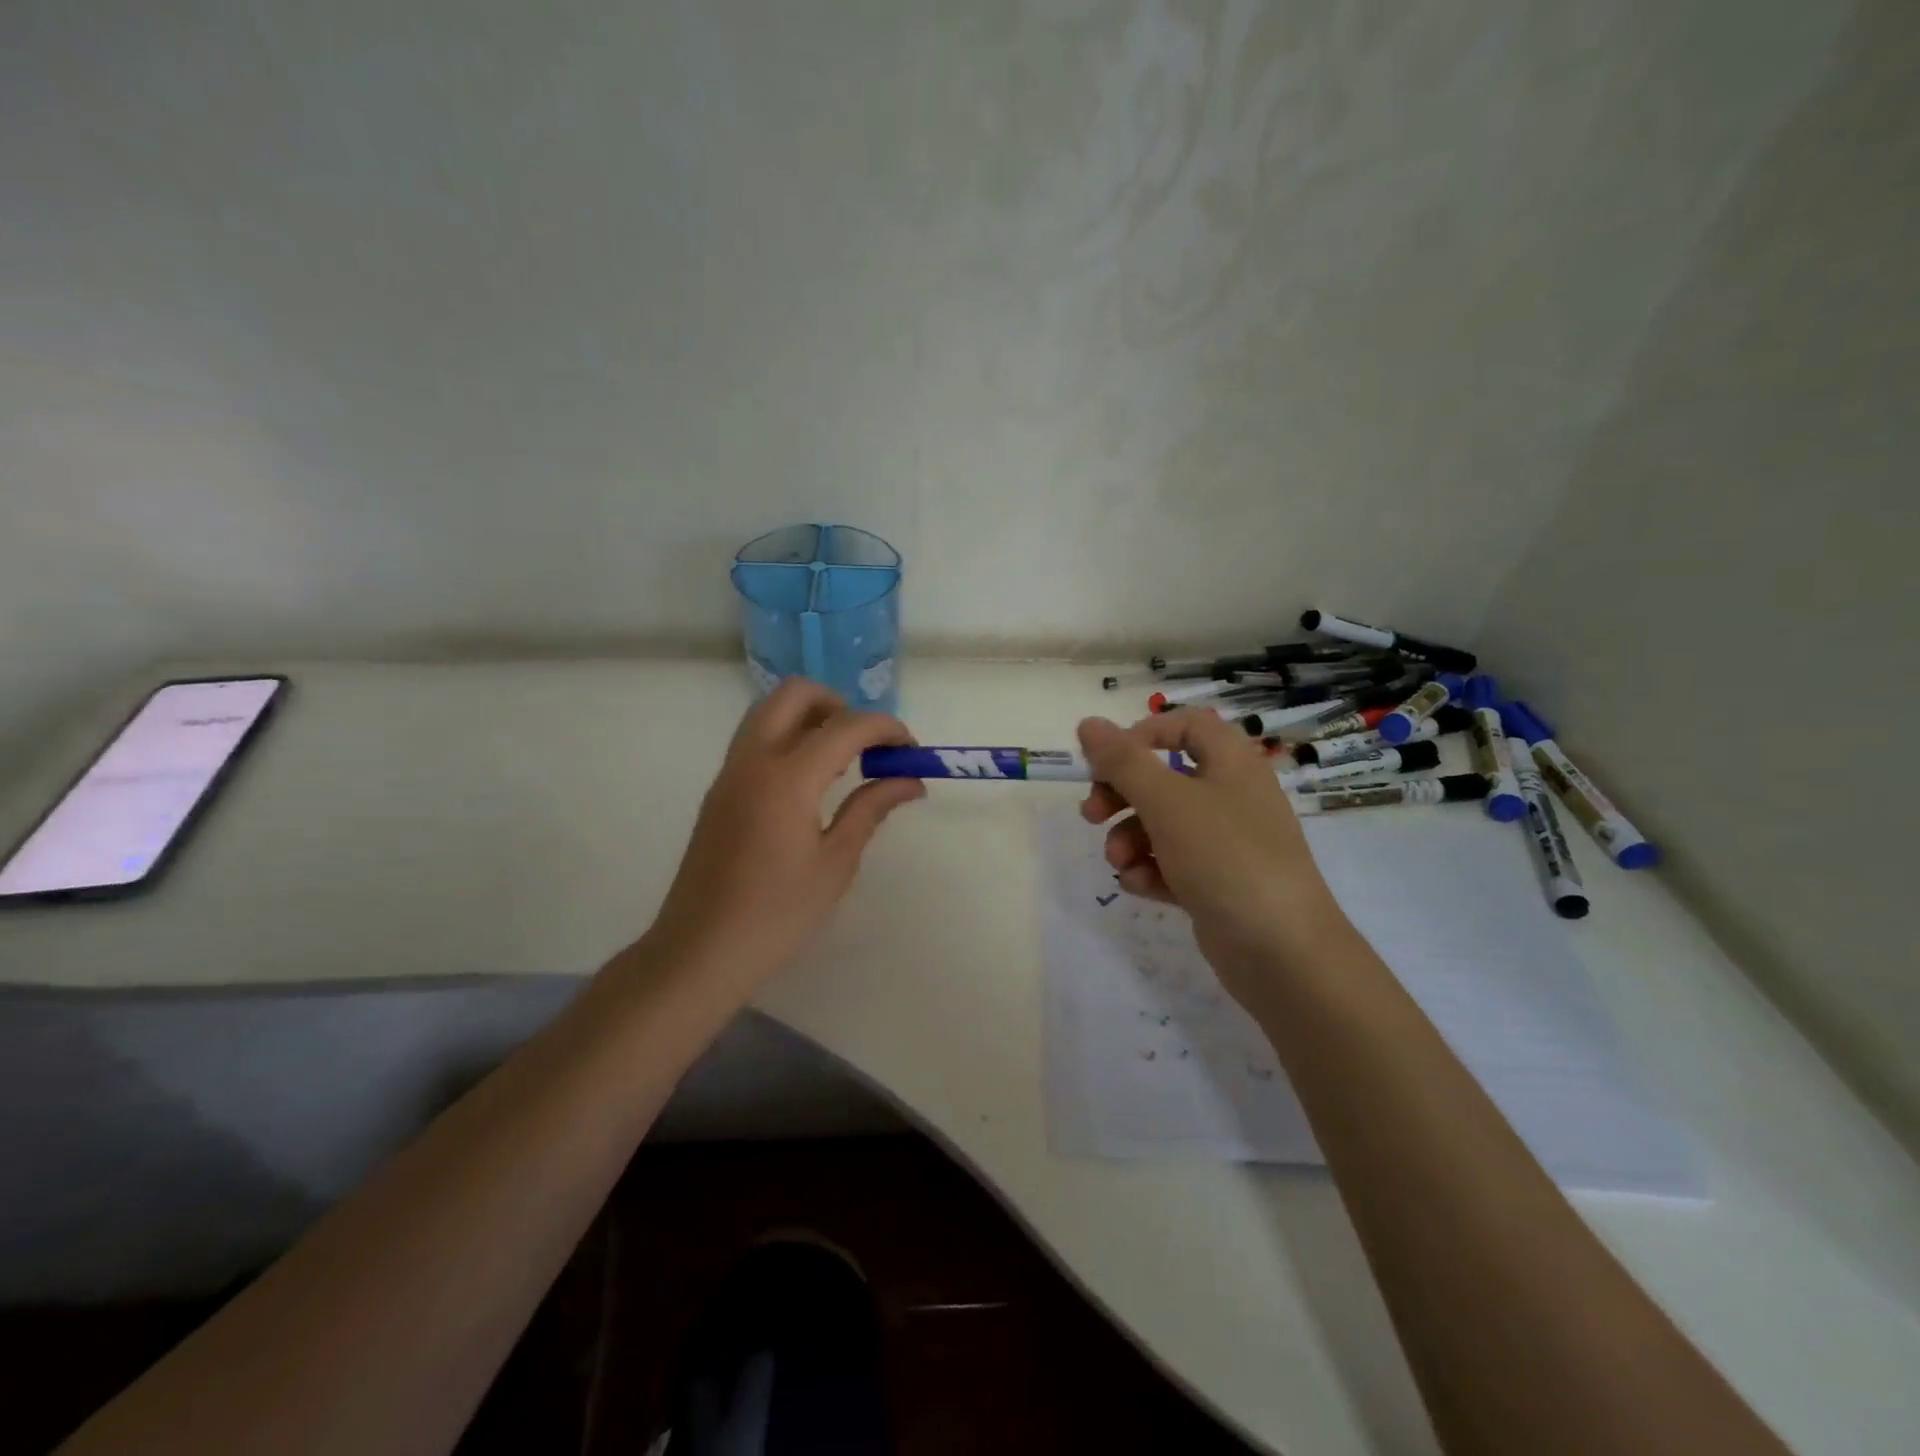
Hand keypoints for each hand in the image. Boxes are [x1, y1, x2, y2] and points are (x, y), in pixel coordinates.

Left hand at [643, 679, 925, 993]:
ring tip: (844, 764)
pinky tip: (812, 784)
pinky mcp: (720, 790)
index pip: (846, 726)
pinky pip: (757, 740)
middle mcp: (753, 760)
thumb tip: (909, 781)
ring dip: (812, 718)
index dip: (886, 728)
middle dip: (840, 705)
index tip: (910, 751)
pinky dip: (790, 739)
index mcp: (787, 778)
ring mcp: (730, 772)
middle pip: (795, 694)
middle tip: (867, 746)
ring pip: (770, 711)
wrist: (701, 951)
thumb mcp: (835, 863)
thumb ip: (871, 809)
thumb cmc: (777, 914)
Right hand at [1076, 709, 1352, 1004]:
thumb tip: (1088, 723)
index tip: (1108, 760)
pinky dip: (1152, 870)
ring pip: (1164, 824)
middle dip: (1122, 794)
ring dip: (1130, 837)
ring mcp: (1227, 843)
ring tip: (1119, 861)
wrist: (1282, 951)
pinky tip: (1139, 885)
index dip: (1144, 734)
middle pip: (1165, 777)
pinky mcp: (1219, 883)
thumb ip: (1123, 761)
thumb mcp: (1167, 802)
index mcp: (1232, 763)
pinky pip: (1174, 864)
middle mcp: (1232, 796)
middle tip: (1092, 814)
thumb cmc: (1226, 857)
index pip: (1187, 725)